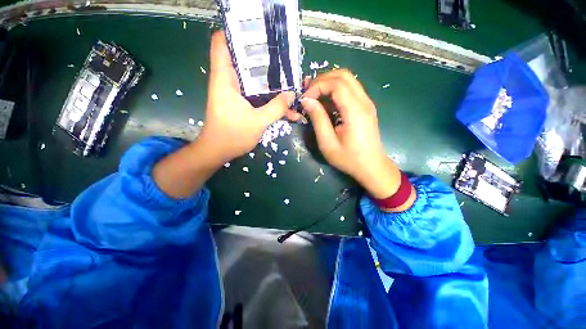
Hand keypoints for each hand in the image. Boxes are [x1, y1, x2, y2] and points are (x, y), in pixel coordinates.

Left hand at [153, 31, 298, 198]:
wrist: (219, 151)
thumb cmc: (233, 136)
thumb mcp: (258, 122)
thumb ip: (277, 107)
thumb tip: (293, 94)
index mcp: (225, 79)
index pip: (223, 43)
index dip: (237, 33)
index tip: (259, 33)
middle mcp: (228, 81)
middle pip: (244, 58)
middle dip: (263, 57)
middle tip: (283, 57)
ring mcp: (235, 92)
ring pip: (253, 78)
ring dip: (270, 80)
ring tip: (289, 79)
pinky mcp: (240, 102)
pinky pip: (256, 93)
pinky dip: (268, 96)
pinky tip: (283, 103)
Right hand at [300, 70, 414, 210]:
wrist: (372, 166)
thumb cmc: (349, 159)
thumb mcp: (328, 143)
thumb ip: (317, 119)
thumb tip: (306, 100)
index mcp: (355, 111)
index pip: (336, 83)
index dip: (317, 86)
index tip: (305, 99)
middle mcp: (364, 101)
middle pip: (343, 75)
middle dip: (322, 80)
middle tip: (308, 94)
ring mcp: (367, 103)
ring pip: (347, 80)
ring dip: (329, 84)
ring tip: (314, 96)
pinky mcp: (365, 107)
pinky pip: (350, 90)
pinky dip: (335, 91)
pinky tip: (326, 103)